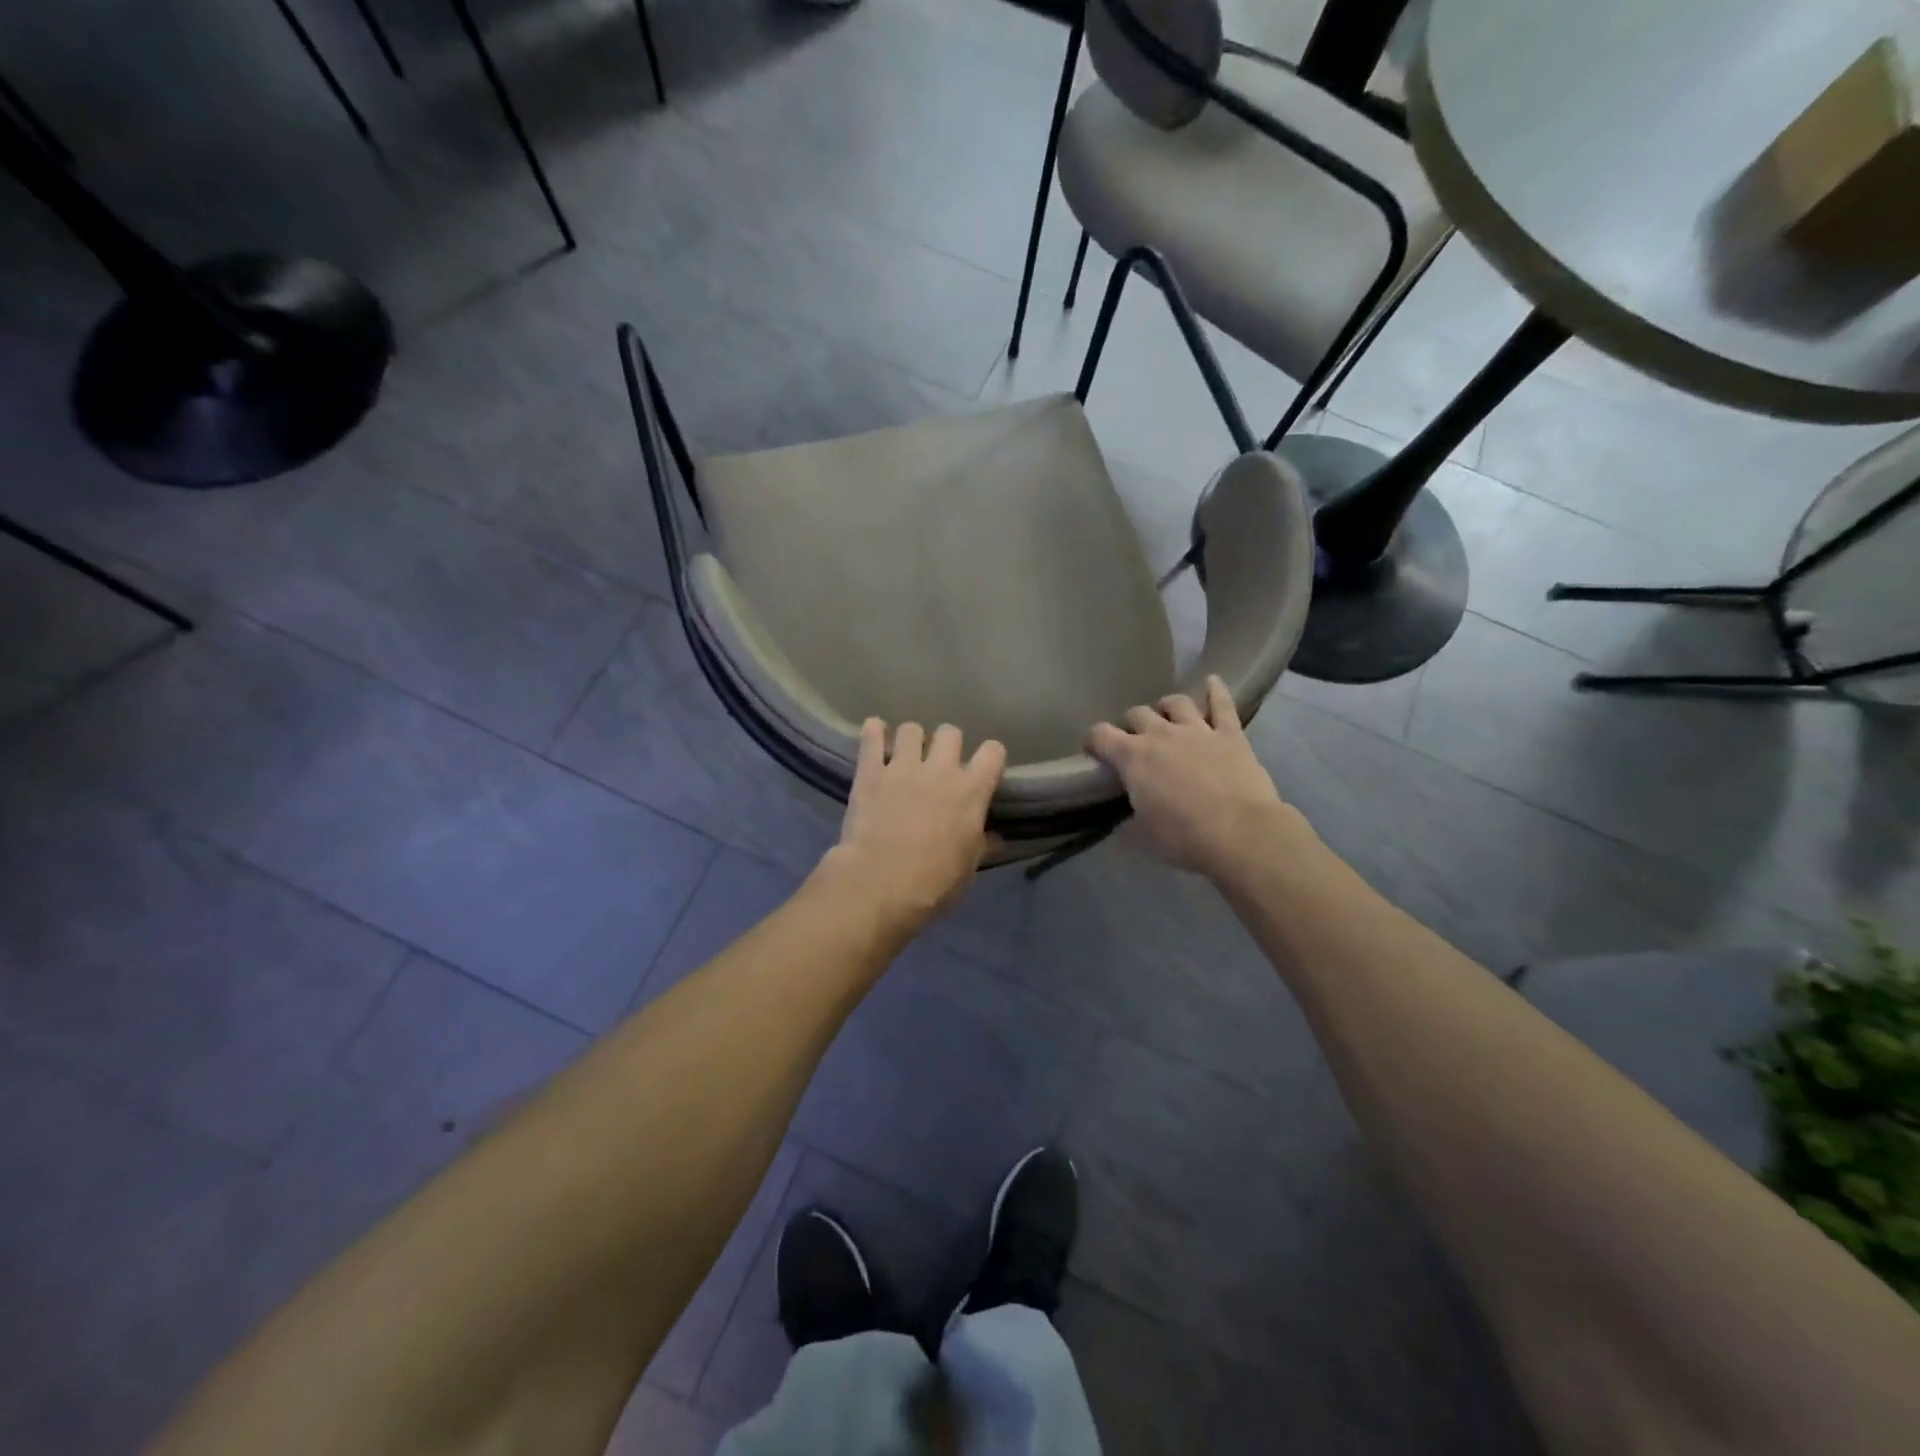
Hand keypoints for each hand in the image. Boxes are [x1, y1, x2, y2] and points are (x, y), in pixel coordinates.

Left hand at [816, 719, 1006, 932]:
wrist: (881, 883)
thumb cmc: (934, 882)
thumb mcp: (967, 868)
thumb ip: (981, 846)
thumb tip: (996, 839)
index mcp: (971, 790)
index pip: (992, 751)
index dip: (989, 757)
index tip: (983, 768)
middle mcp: (941, 769)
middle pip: (951, 732)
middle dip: (947, 743)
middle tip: (939, 763)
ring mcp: (903, 767)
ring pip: (911, 729)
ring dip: (910, 739)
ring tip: (905, 753)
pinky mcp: (870, 771)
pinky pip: (871, 737)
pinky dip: (873, 732)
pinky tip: (874, 734)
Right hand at [1087, 676, 1307, 879]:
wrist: (1240, 833)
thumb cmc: (1184, 838)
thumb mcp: (1144, 838)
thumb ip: (1128, 826)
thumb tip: (1120, 827)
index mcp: (1133, 758)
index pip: (1100, 735)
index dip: (1093, 740)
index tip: (1093, 750)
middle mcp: (1161, 734)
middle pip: (1138, 714)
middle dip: (1131, 724)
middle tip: (1135, 740)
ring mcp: (1197, 730)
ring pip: (1176, 702)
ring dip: (1167, 707)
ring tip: (1168, 715)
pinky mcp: (1230, 734)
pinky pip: (1222, 704)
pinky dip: (1216, 691)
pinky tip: (1212, 681)